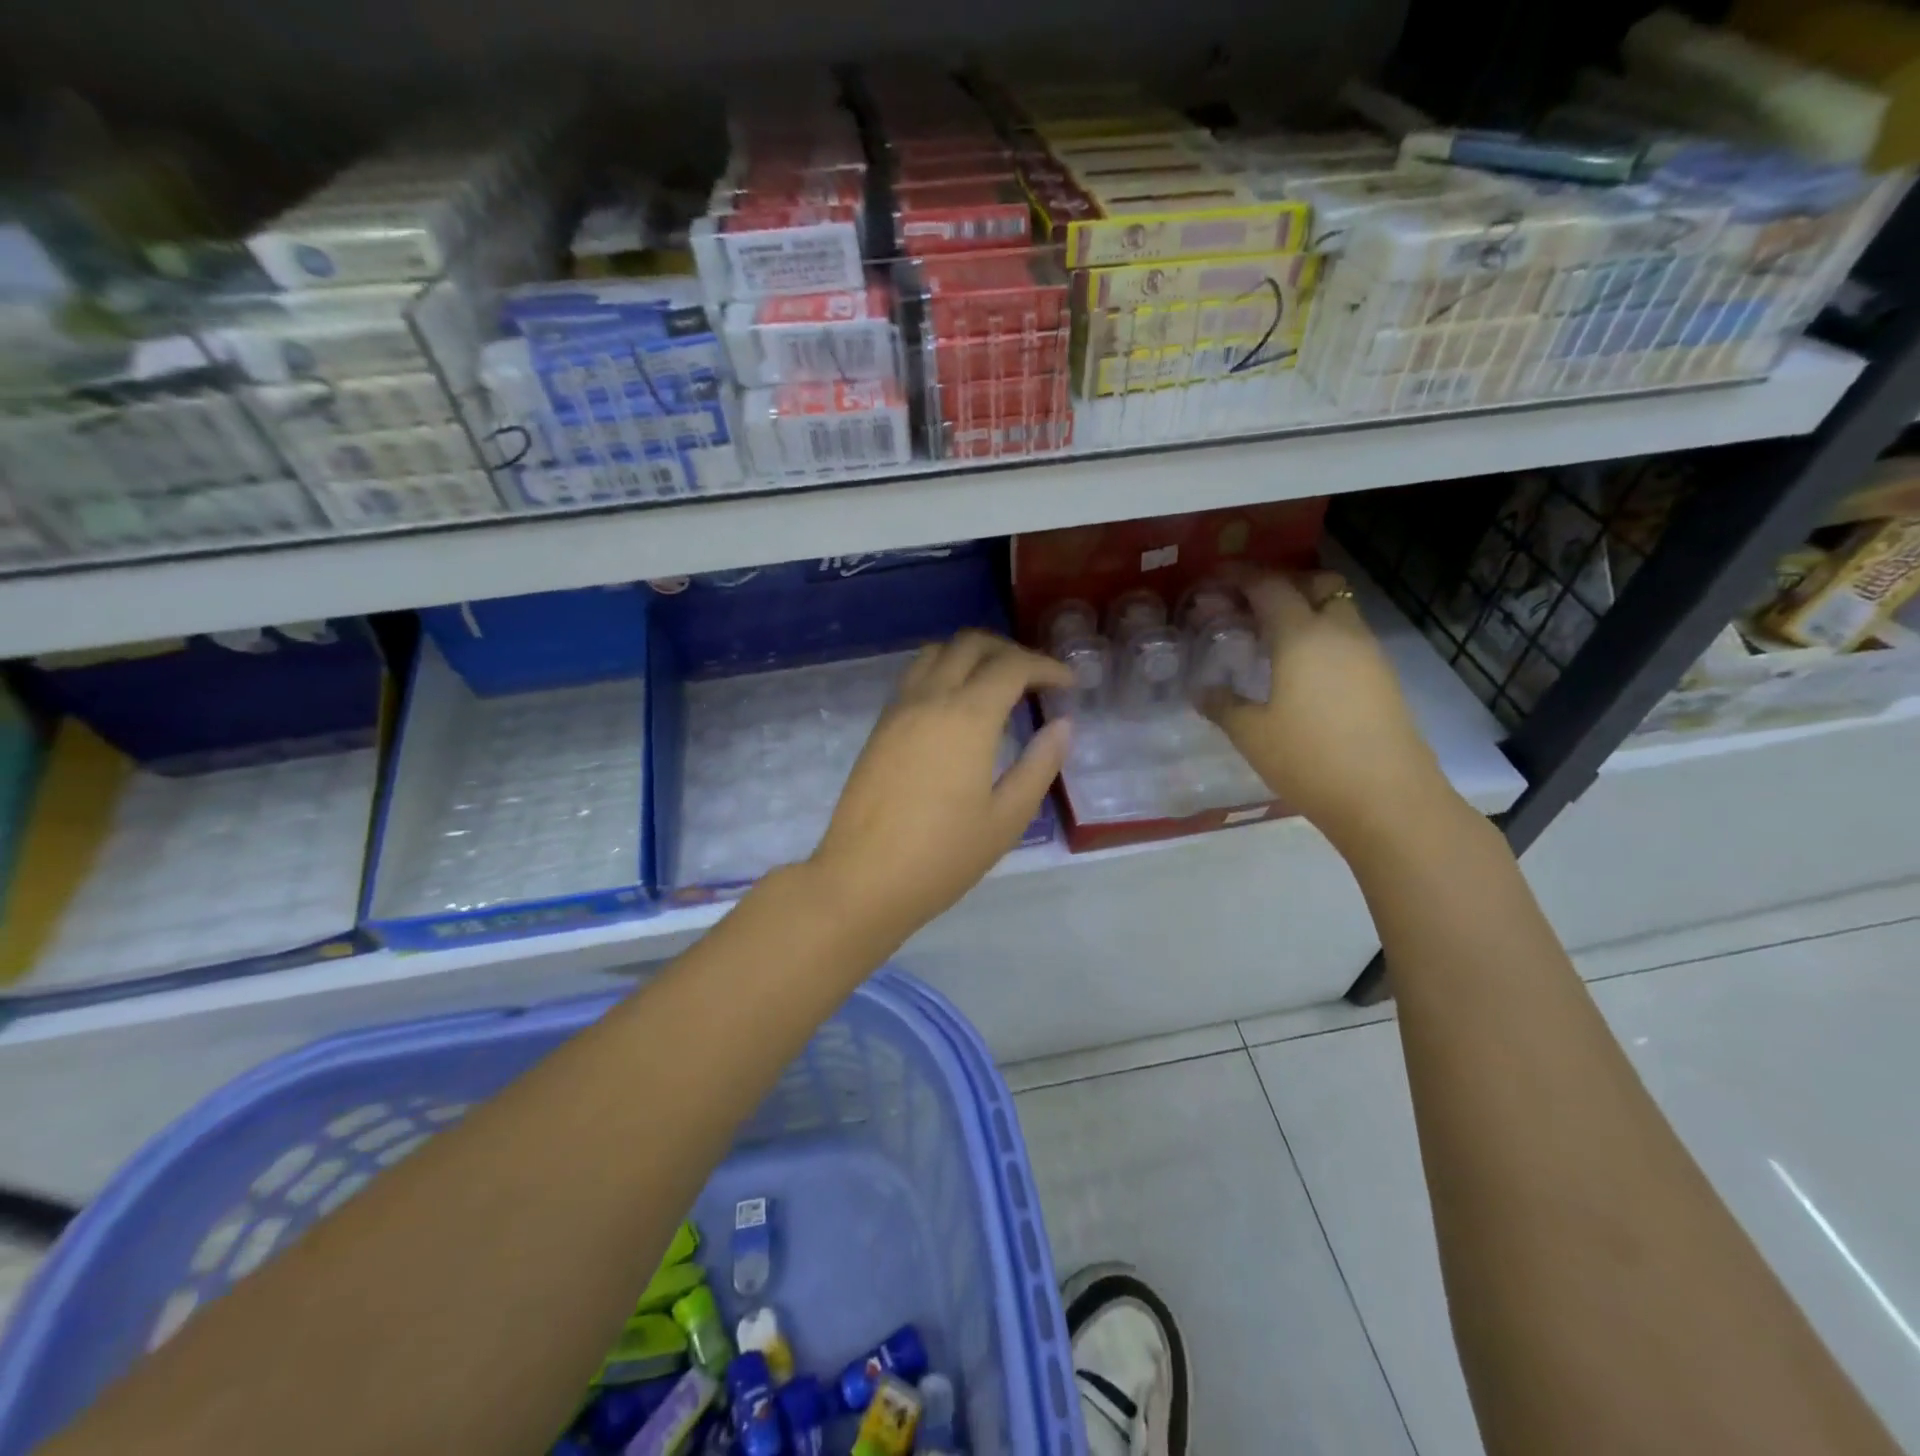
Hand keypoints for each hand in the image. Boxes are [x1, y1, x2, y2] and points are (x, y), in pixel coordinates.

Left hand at [810, 631, 1074, 946]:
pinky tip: (958, 708)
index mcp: (967, 717)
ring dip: (972, 655)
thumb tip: (1062, 725)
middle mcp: (930, 698)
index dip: (1047, 667)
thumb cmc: (942, 856)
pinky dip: (944, 671)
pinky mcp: (880, 726)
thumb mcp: (1006, 818)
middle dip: (1010, 651)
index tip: (1069, 684)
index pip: (1012, 665)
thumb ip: (1039, 765)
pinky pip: (915, 676)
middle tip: (1035, 680)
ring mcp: (898, 709)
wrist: (863, 879)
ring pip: (937, 652)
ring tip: (996, 686)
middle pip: (971, 644)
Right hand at [1202, 567, 1453, 848]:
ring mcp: (1368, 654)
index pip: (1269, 586)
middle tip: (1251, 604)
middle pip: (1316, 584)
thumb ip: (1222, 706)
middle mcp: (1340, 632)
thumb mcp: (1251, 734)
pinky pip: (1348, 638)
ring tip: (1272, 638)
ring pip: (1338, 610)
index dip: (1240, 575)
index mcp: (1302, 636)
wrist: (1386, 798)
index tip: (1216, 575)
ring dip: (1306, 610)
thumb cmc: (1309, 759)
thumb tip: (1203, 691)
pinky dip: (1322, 637)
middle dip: (1284, 583)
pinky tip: (1301, 670)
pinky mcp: (1383, 678)